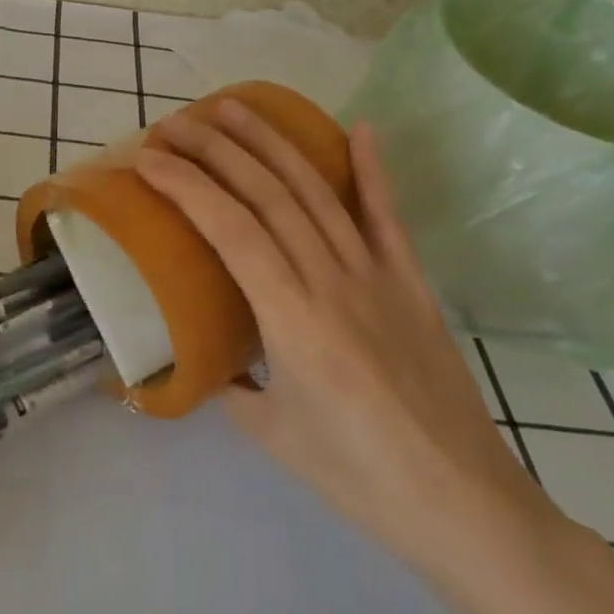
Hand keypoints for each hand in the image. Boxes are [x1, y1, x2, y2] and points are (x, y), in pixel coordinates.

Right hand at [136, 104, 577, 600]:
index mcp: (292, 320)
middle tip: (177, 122)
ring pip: (318, 193)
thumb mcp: (270, 433)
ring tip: (235, 108)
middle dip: (217, 150)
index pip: (231, 230)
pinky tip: (360, 129)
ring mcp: (379, 277)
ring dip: (273, 144)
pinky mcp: (413, 285)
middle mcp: (333, 282)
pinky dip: (374, 171)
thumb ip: (230, 384)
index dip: (188, 186)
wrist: (464, 505)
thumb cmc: (358, 477)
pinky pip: (389, 218)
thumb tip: (207, 357)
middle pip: (269, 196)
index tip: (150, 158)